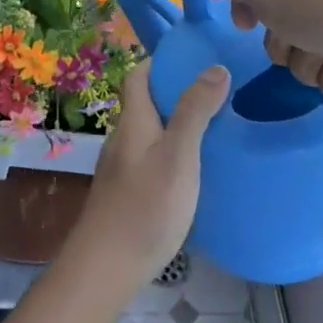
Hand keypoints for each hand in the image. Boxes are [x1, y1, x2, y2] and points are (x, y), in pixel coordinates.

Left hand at [73, 61, 229, 292]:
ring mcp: (122, 168)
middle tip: (216, 91)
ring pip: (149, 133)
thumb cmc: (146, 206)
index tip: (193, 57)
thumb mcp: (179, 155)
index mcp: (134, 121)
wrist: (106, 266)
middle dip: (175, 91)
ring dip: (175, 123)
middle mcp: (123, 138)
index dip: (161, 62)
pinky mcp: (126, 193)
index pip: (139, 76)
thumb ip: (196, 112)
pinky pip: (150, 158)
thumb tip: (215, 67)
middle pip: (145, 103)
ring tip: (213, 127)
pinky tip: (194, 170)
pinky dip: (171, 151)